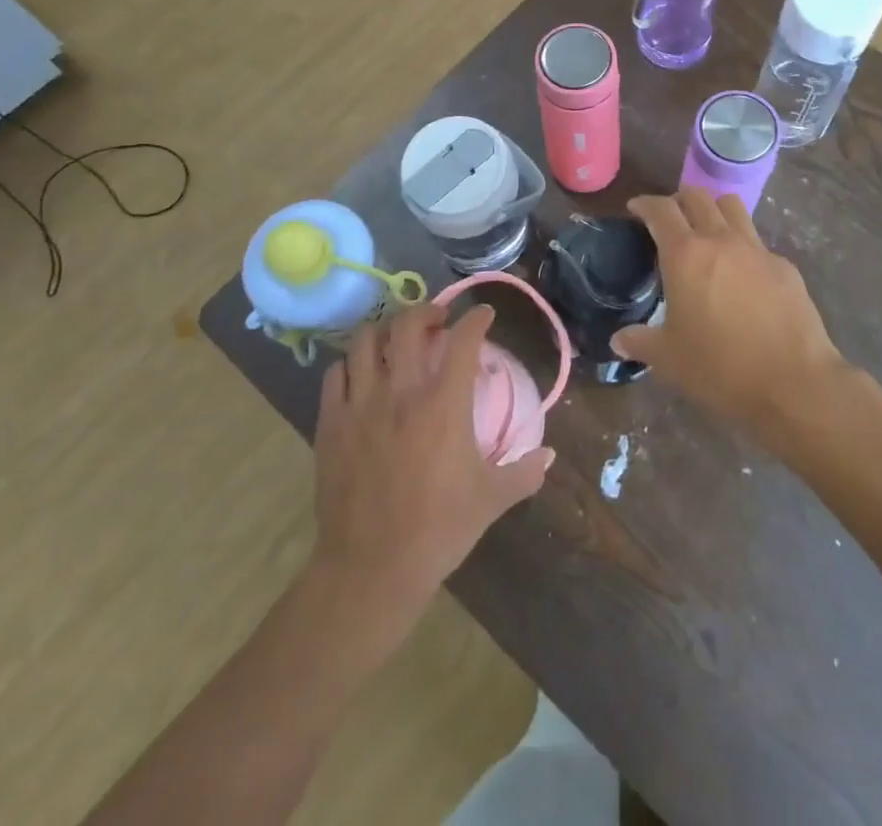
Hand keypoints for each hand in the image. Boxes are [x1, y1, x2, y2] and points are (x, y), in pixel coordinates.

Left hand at [312, 305, 553, 618]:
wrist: (370, 570)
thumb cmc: (438, 530)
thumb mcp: (491, 500)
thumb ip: (525, 472)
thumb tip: (550, 455)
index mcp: (444, 404)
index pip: (463, 339)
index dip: (477, 319)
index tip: (484, 315)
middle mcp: (401, 392)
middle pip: (408, 324)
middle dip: (427, 311)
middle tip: (438, 320)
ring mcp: (360, 405)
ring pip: (365, 340)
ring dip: (385, 330)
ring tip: (397, 340)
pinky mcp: (330, 424)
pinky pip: (336, 373)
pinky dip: (351, 364)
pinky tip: (362, 375)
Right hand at [614, 190, 848, 449]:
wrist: (793, 383)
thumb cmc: (720, 368)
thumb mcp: (668, 359)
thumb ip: (640, 342)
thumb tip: (619, 340)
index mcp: (686, 255)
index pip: (661, 210)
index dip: (645, 204)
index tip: (636, 208)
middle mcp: (721, 240)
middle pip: (698, 196)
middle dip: (678, 200)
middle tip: (669, 220)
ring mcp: (758, 250)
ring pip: (732, 207)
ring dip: (713, 210)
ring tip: (706, 232)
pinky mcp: (785, 267)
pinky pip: (758, 243)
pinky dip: (743, 246)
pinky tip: (741, 275)